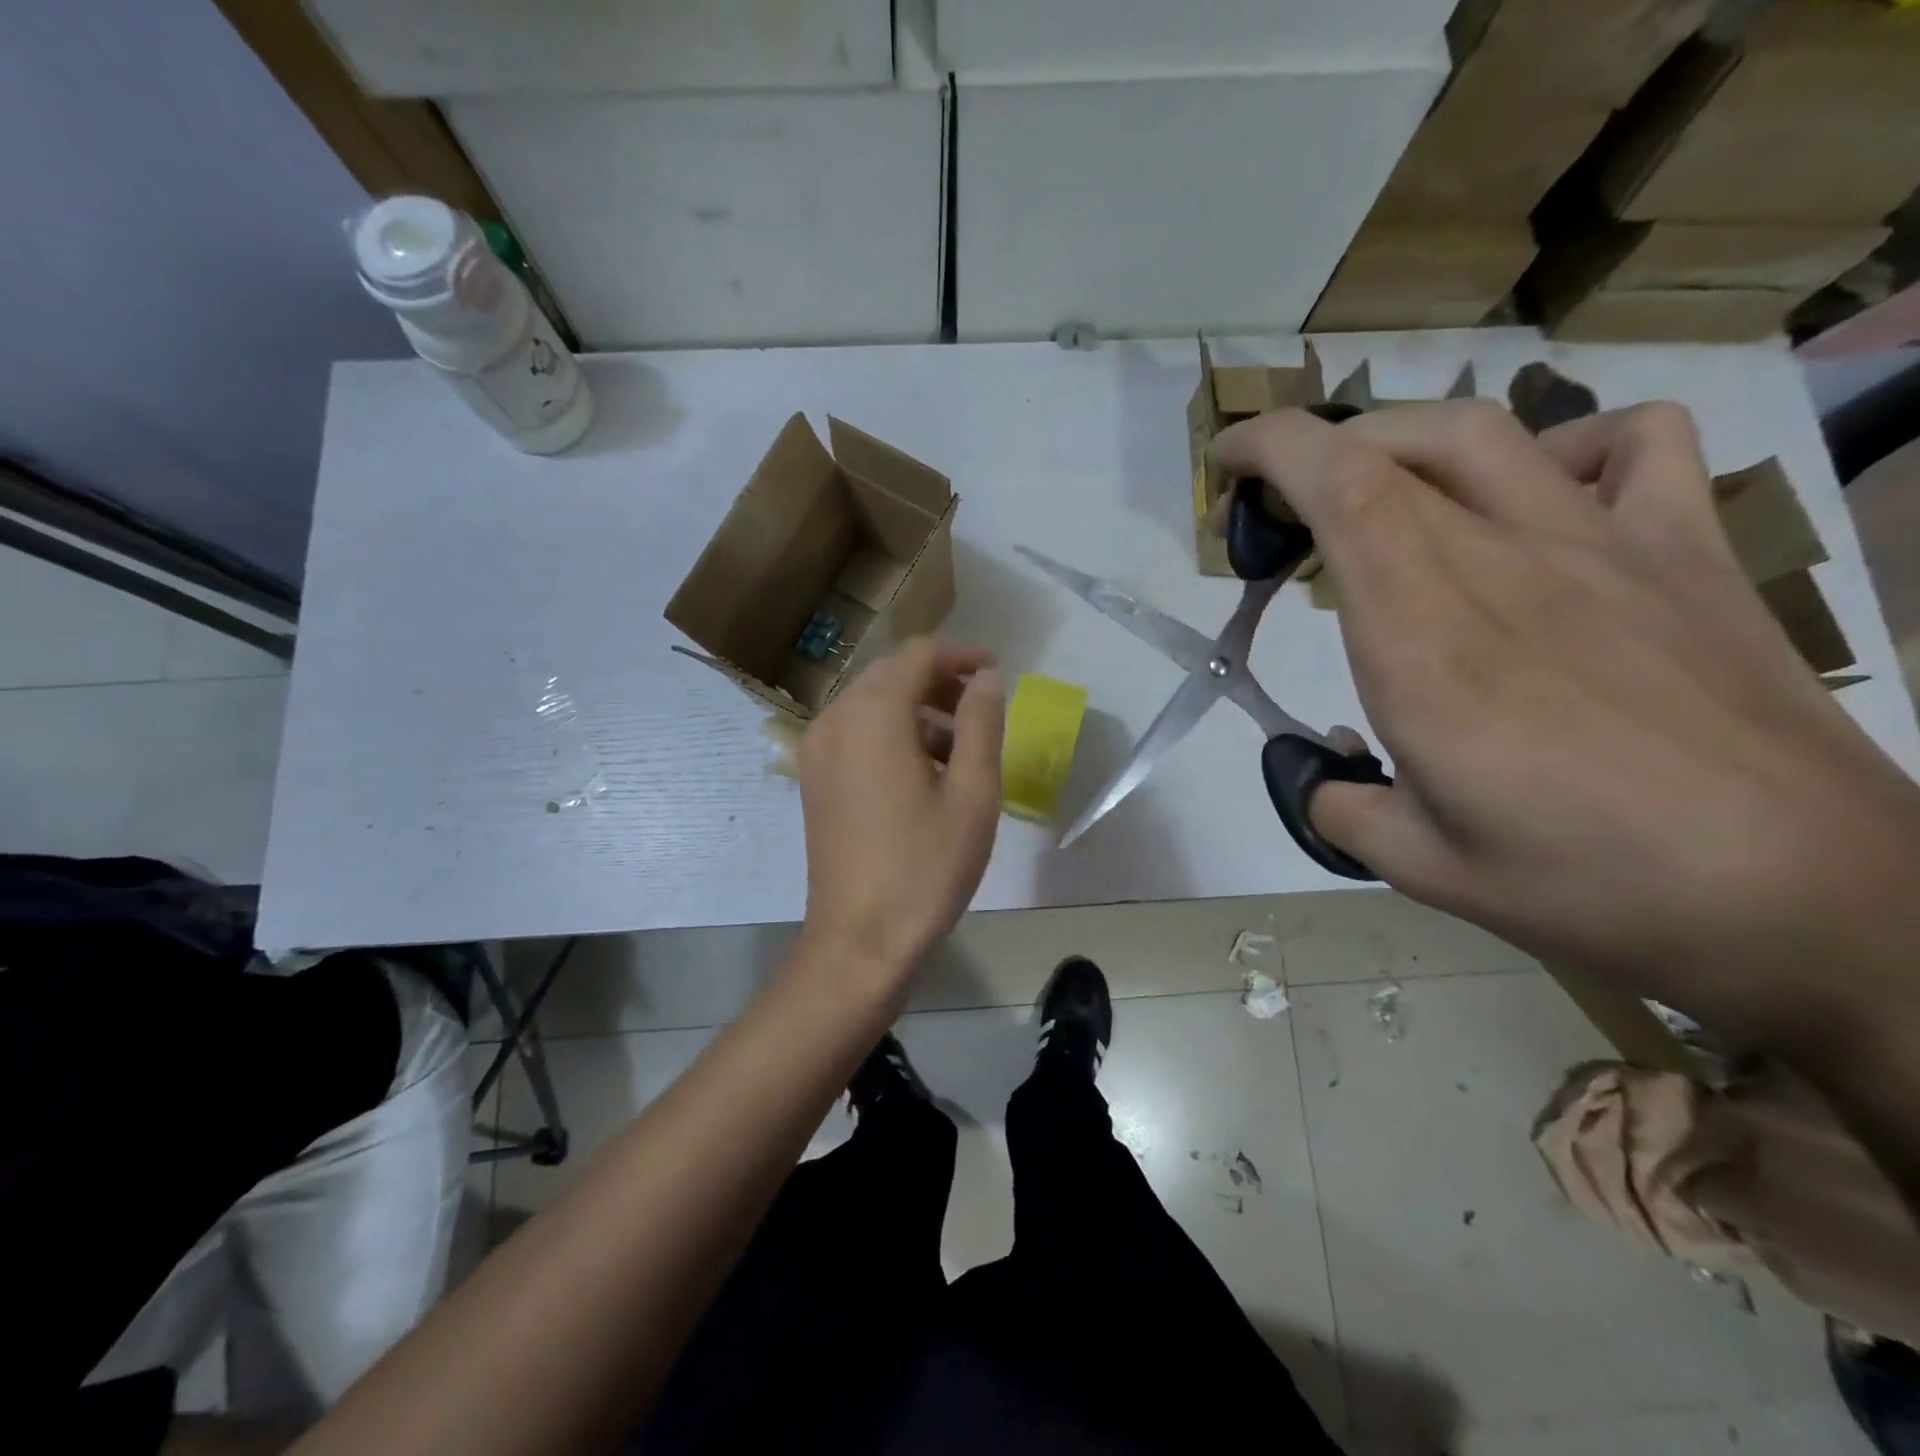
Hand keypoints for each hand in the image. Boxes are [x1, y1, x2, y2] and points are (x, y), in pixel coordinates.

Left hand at [796, 638, 1005, 987]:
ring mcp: (817, 751)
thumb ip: (982, 723)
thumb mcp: (973, 793)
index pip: (918, 655)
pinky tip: (921, 773)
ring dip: (915, 710)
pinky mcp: (813, 780)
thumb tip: (987, 678)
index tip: (995, 674)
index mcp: (874, 715)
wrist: (860, 940)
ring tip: (959, 750)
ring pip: (870, 704)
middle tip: (980, 712)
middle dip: (938, 682)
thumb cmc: (926, 867)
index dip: (961, 656)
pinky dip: (890, 734)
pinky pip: (854, 734)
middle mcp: (835, 720)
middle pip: (890, 675)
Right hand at [1211, 399, 1919, 1043]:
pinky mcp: (1687, 553)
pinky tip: (1538, 501)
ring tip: (1375, 498)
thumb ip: (1335, 804)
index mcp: (1425, 642)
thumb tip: (1317, 769)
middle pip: (1392, 451)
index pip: (1342, 488)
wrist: (1813, 900)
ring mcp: (1606, 547)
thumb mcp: (1419, 865)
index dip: (1272, 449)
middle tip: (1275, 524)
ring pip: (1485, 434)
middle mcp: (1506, 567)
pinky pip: (1632, 446)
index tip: (1226, 466)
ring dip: (1399, 445)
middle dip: (1308, 460)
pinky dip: (1562, 448)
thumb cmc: (1594, 888)